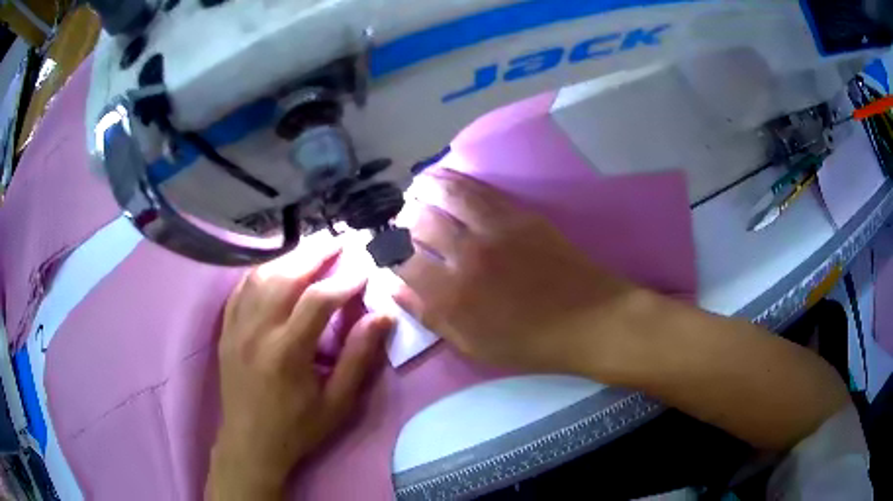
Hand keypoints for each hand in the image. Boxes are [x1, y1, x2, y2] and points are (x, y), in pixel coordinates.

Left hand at [207, 247, 393, 499]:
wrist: (250, 444)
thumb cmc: (298, 428)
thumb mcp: (338, 403)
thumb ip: (359, 358)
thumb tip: (383, 316)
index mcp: (287, 351)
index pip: (319, 300)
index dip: (346, 280)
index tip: (366, 268)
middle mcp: (257, 330)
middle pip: (286, 276)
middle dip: (316, 254)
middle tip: (340, 241)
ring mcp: (236, 327)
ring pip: (261, 276)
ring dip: (289, 257)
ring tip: (313, 250)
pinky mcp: (226, 330)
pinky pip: (241, 288)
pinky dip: (261, 271)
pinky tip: (275, 267)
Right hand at [395, 169, 640, 374]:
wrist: (591, 320)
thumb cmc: (531, 343)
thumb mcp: (473, 346)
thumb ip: (430, 316)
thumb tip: (393, 287)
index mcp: (452, 295)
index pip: (401, 261)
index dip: (386, 253)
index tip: (384, 251)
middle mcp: (466, 254)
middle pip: (419, 222)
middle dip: (402, 219)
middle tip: (400, 222)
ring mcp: (494, 229)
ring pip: (445, 194)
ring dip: (423, 189)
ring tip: (414, 189)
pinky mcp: (519, 214)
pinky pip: (478, 189)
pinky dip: (454, 180)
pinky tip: (445, 180)